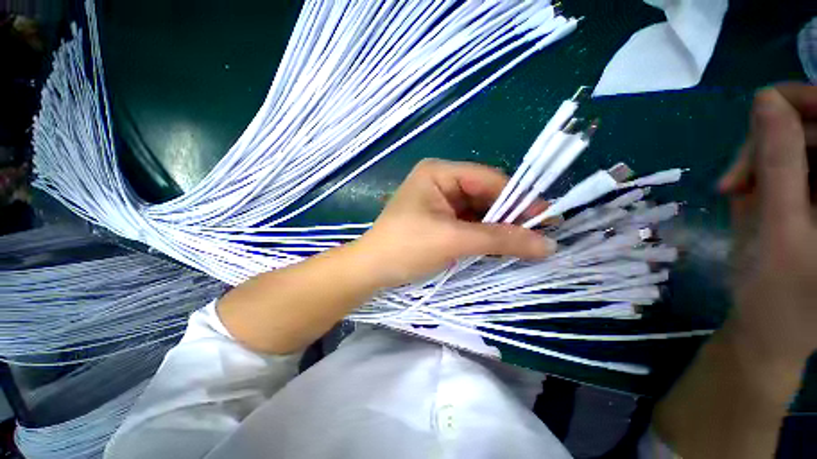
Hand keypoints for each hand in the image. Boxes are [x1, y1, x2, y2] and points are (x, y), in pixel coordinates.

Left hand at [352, 159, 556, 287]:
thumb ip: (500, 239)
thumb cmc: (406, 247)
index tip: (548, 217)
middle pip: (484, 195)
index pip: (488, 179)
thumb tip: (547, 243)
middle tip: (540, 234)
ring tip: (525, 242)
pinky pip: (468, 223)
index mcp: (439, 172)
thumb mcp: (454, 240)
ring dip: (499, 227)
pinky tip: (501, 245)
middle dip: (510, 215)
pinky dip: (485, 235)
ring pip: (478, 211)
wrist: (372, 270)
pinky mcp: (439, 220)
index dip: (519, 197)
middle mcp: (440, 182)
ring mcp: (439, 202)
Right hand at [718, 83, 816, 363]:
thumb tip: (765, 98)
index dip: (804, 103)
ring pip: (801, 144)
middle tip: (735, 180)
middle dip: (772, 144)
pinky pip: (792, 163)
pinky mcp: (816, 194)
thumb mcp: (776, 227)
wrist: (769, 329)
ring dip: (763, 161)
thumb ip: (777, 161)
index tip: (763, 115)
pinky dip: (765, 172)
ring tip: (738, 193)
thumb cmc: (776, 294)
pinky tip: (749, 195)